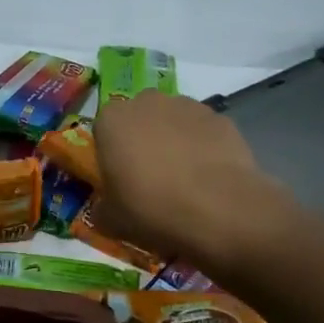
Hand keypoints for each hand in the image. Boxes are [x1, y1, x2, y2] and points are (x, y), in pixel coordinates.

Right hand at [92, 90, 276, 266]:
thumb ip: (101, 208)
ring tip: (184, 178)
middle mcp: (147, 102)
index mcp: (112, 120)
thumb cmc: (152, 209)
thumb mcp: (110, 220)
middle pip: (140, 119)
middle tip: (150, 176)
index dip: (111, 153)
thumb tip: (105, 207)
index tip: (120, 177)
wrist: (220, 212)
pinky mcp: (221, 118)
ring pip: (173, 121)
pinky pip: (203, 132)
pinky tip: (209, 177)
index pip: (103, 129)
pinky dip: (203, 147)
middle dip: (143, 140)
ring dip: (174, 141)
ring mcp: (188, 106)